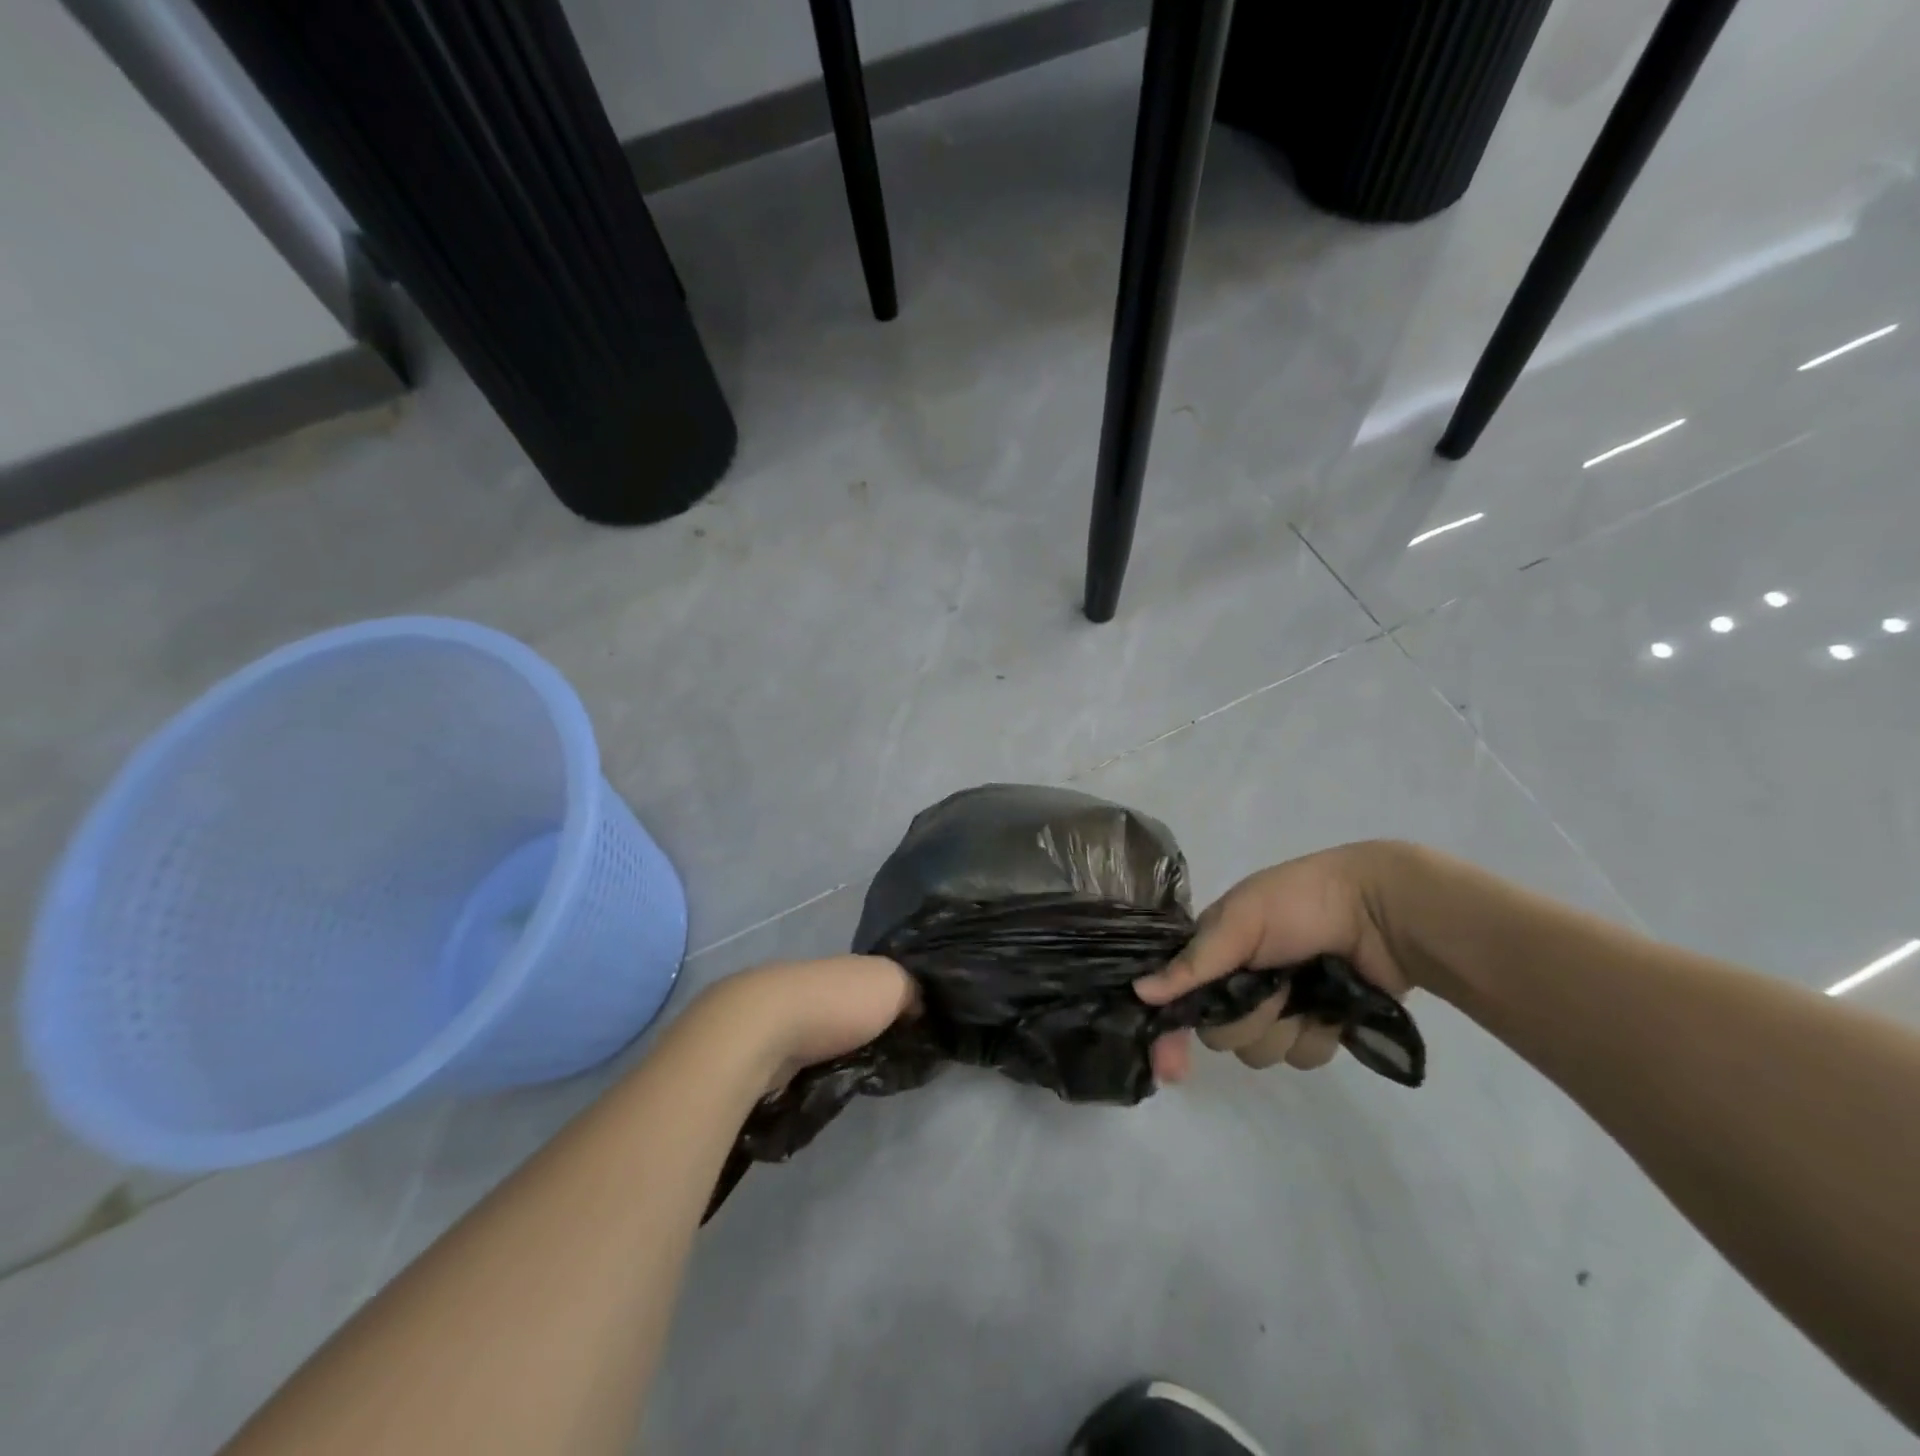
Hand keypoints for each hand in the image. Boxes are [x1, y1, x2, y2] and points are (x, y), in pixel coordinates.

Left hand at [700, 955, 917, 1095]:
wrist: (764, 1031)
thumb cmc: (835, 1002)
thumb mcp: (892, 984)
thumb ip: (912, 990)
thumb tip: (918, 1004)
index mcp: (848, 965)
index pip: (878, 979)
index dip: (897, 999)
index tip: (915, 1027)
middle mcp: (818, 984)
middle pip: (851, 1005)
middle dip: (866, 1027)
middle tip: (892, 1059)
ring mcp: (788, 1015)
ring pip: (825, 1032)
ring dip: (839, 1050)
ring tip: (861, 1078)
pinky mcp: (767, 1048)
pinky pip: (803, 1058)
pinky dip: (814, 1068)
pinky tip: (825, 1084)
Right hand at [1135, 843, 1411, 1082]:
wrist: (1381, 911)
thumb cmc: (1300, 904)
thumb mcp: (1241, 921)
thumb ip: (1194, 962)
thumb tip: (1140, 992)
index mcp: (1215, 951)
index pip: (1178, 998)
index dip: (1170, 1032)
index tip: (1171, 1067)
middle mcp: (1240, 982)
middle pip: (1219, 1032)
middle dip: (1246, 1018)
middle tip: (1271, 988)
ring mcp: (1281, 1007)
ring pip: (1261, 1051)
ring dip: (1283, 1028)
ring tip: (1307, 994)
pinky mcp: (1319, 1026)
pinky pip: (1302, 1057)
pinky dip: (1316, 1036)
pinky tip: (1330, 1010)